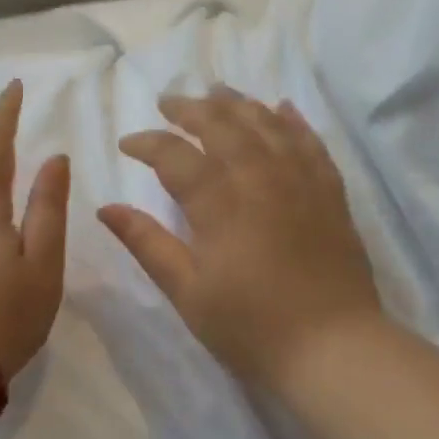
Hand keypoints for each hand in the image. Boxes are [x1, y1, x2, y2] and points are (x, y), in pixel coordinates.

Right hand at [99, 86, 380, 389]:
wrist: (332, 348)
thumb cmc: (250, 327)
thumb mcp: (187, 292)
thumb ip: (148, 244)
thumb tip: (106, 208)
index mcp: (220, 203)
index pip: (176, 156)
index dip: (148, 143)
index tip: (127, 143)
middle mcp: (260, 178)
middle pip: (222, 125)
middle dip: (190, 109)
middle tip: (168, 101)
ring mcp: (301, 181)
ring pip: (266, 124)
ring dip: (238, 104)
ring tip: (216, 91)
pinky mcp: (330, 194)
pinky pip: (310, 142)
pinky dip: (292, 121)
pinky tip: (281, 108)